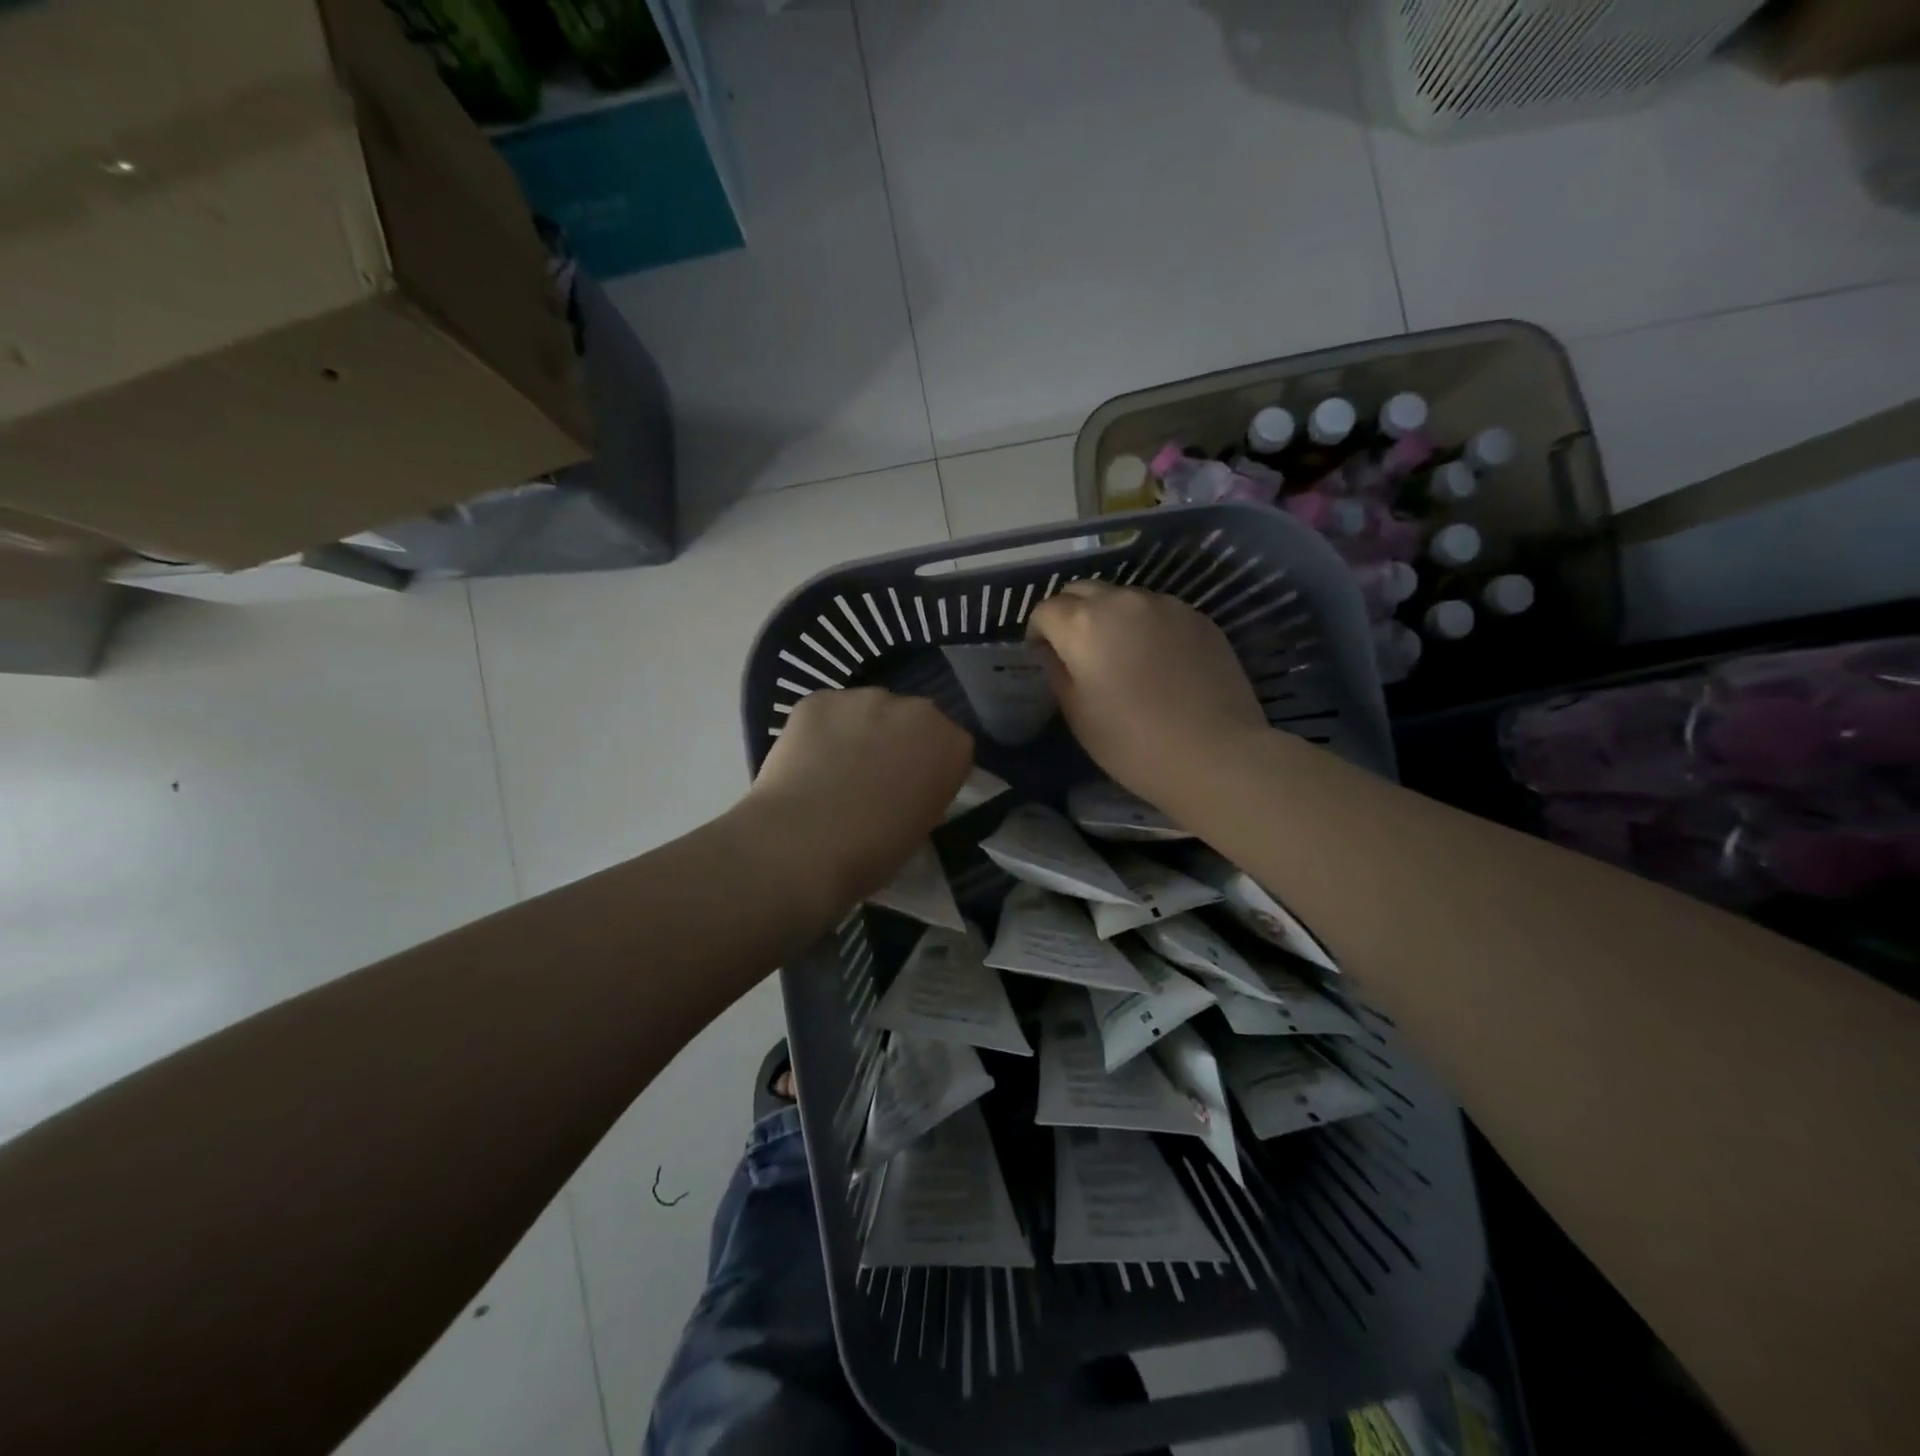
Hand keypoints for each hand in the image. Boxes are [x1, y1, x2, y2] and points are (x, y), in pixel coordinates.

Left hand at [743, 687, 973, 909]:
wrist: (805, 844)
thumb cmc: (874, 851)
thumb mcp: (922, 827)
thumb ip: (924, 792)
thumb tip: (906, 787)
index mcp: (952, 744)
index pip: (950, 745)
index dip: (928, 766)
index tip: (912, 789)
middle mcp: (916, 709)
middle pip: (910, 719)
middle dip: (896, 740)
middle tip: (872, 778)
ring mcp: (865, 698)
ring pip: (866, 711)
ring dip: (858, 732)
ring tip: (833, 771)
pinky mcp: (818, 699)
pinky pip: (826, 712)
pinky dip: (820, 732)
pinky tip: (805, 762)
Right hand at [1026, 581, 1265, 806]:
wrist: (1215, 754)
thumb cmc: (1133, 744)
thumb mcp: (1077, 715)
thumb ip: (1058, 672)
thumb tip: (1054, 651)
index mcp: (1083, 624)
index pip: (1046, 609)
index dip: (1039, 632)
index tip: (1045, 655)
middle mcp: (1122, 600)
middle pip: (1082, 590)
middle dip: (1071, 613)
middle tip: (1077, 650)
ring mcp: (1165, 604)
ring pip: (1123, 597)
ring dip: (1110, 616)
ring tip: (1120, 653)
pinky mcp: (1197, 616)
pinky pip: (1158, 610)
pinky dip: (1146, 625)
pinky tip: (1157, 660)